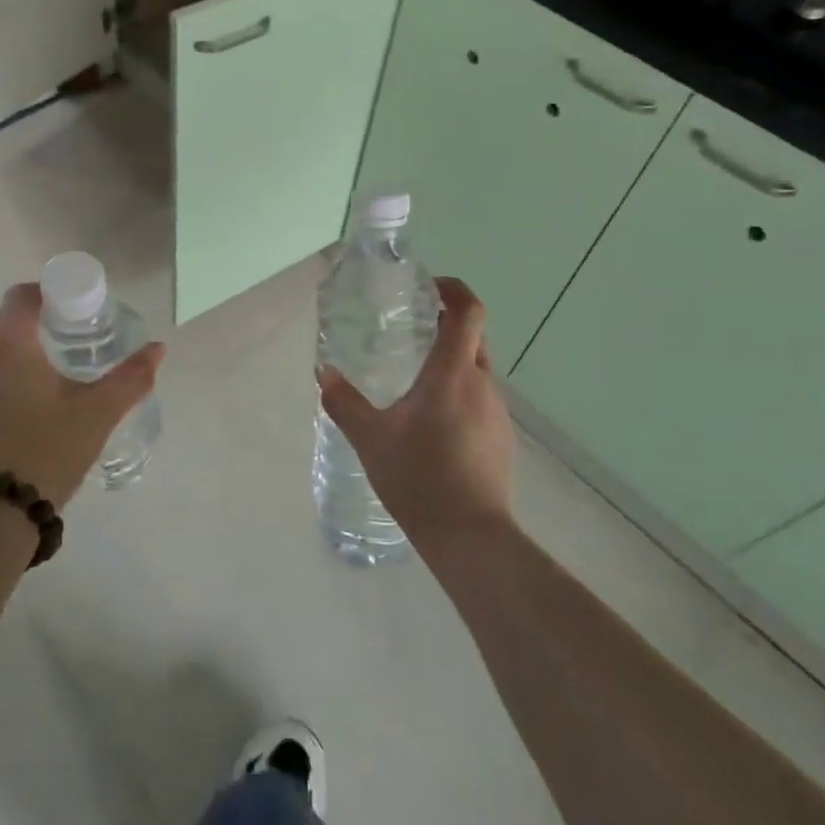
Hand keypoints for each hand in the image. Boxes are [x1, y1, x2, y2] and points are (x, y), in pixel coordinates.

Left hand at [0, 283, 163, 509]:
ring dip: (8, 348)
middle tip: (62, 337)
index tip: (71, 308)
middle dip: (28, 319)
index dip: (47, 292)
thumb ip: (132, 376)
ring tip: (41, 372)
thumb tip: (159, 348)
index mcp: (9, 343)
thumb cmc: (49, 448)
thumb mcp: (99, 412)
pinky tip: (17, 406)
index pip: (21, 295)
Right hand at [318, 277, 514, 558]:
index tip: (430, 286)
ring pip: (476, 371)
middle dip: (448, 325)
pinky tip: (433, 423)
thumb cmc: (419, 477)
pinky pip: (480, 400)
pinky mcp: (501, 439)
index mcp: (453, 373)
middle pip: (474, 338)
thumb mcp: (370, 438)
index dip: (454, 290)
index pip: (468, 312)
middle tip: (413, 329)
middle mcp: (482, 385)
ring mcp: (497, 413)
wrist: (470, 538)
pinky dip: (459, 394)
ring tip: (415, 380)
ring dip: (451, 364)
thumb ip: (344, 402)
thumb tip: (323, 373)